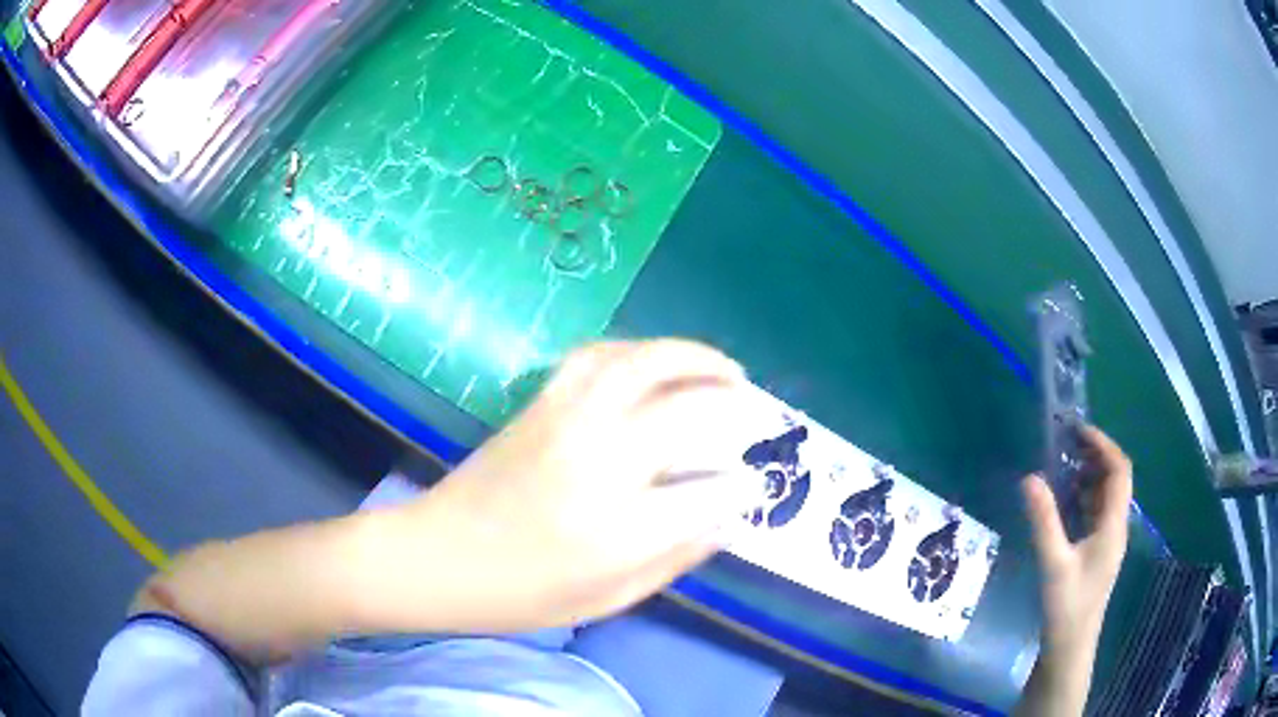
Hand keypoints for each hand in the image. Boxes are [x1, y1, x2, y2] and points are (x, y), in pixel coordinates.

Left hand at [370, 339, 758, 633]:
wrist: (435, 557)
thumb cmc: (518, 594)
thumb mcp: (606, 599)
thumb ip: (674, 557)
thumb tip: (726, 517)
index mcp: (616, 529)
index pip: (707, 495)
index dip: (740, 487)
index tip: (753, 485)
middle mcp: (597, 462)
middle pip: (685, 411)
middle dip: (732, 402)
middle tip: (754, 406)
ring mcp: (564, 423)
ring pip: (641, 363)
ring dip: (691, 356)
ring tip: (723, 367)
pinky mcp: (539, 405)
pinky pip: (596, 357)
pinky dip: (639, 350)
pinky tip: (656, 363)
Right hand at [1022, 426, 1132, 652]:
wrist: (1069, 648)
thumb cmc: (1067, 606)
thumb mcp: (1054, 563)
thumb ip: (1044, 520)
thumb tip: (1029, 477)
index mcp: (1114, 524)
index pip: (1120, 470)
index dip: (1103, 445)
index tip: (1077, 431)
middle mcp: (1116, 527)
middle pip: (1115, 479)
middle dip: (1096, 455)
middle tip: (1067, 442)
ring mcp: (1107, 540)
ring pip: (1106, 495)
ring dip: (1089, 474)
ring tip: (1063, 464)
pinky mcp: (1096, 552)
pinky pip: (1096, 511)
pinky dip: (1083, 496)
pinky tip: (1064, 500)